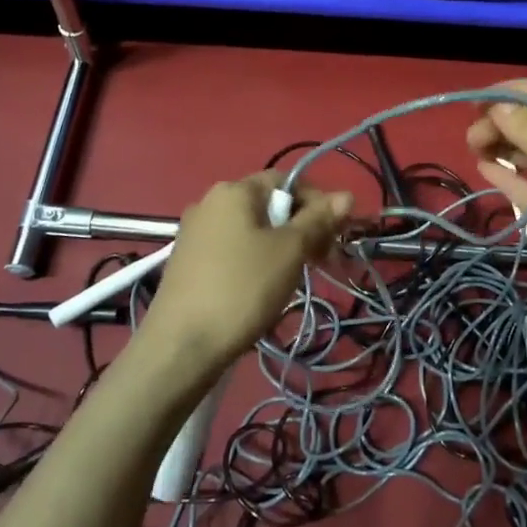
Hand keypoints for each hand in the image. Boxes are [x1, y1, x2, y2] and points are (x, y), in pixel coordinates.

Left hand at [144, 173, 350, 369]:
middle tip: (323, 261)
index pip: (287, 180)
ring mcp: (195, 233)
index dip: (317, 202)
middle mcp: (210, 202)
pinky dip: (256, 262)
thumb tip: (346, 195)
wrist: (181, 346)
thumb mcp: (289, 251)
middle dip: (302, 228)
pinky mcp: (188, 262)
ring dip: (281, 248)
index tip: (336, 235)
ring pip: (252, 230)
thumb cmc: (242, 288)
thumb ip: (318, 220)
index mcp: (234, 190)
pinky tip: (263, 290)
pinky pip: (233, 250)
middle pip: (269, 205)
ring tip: (295, 279)